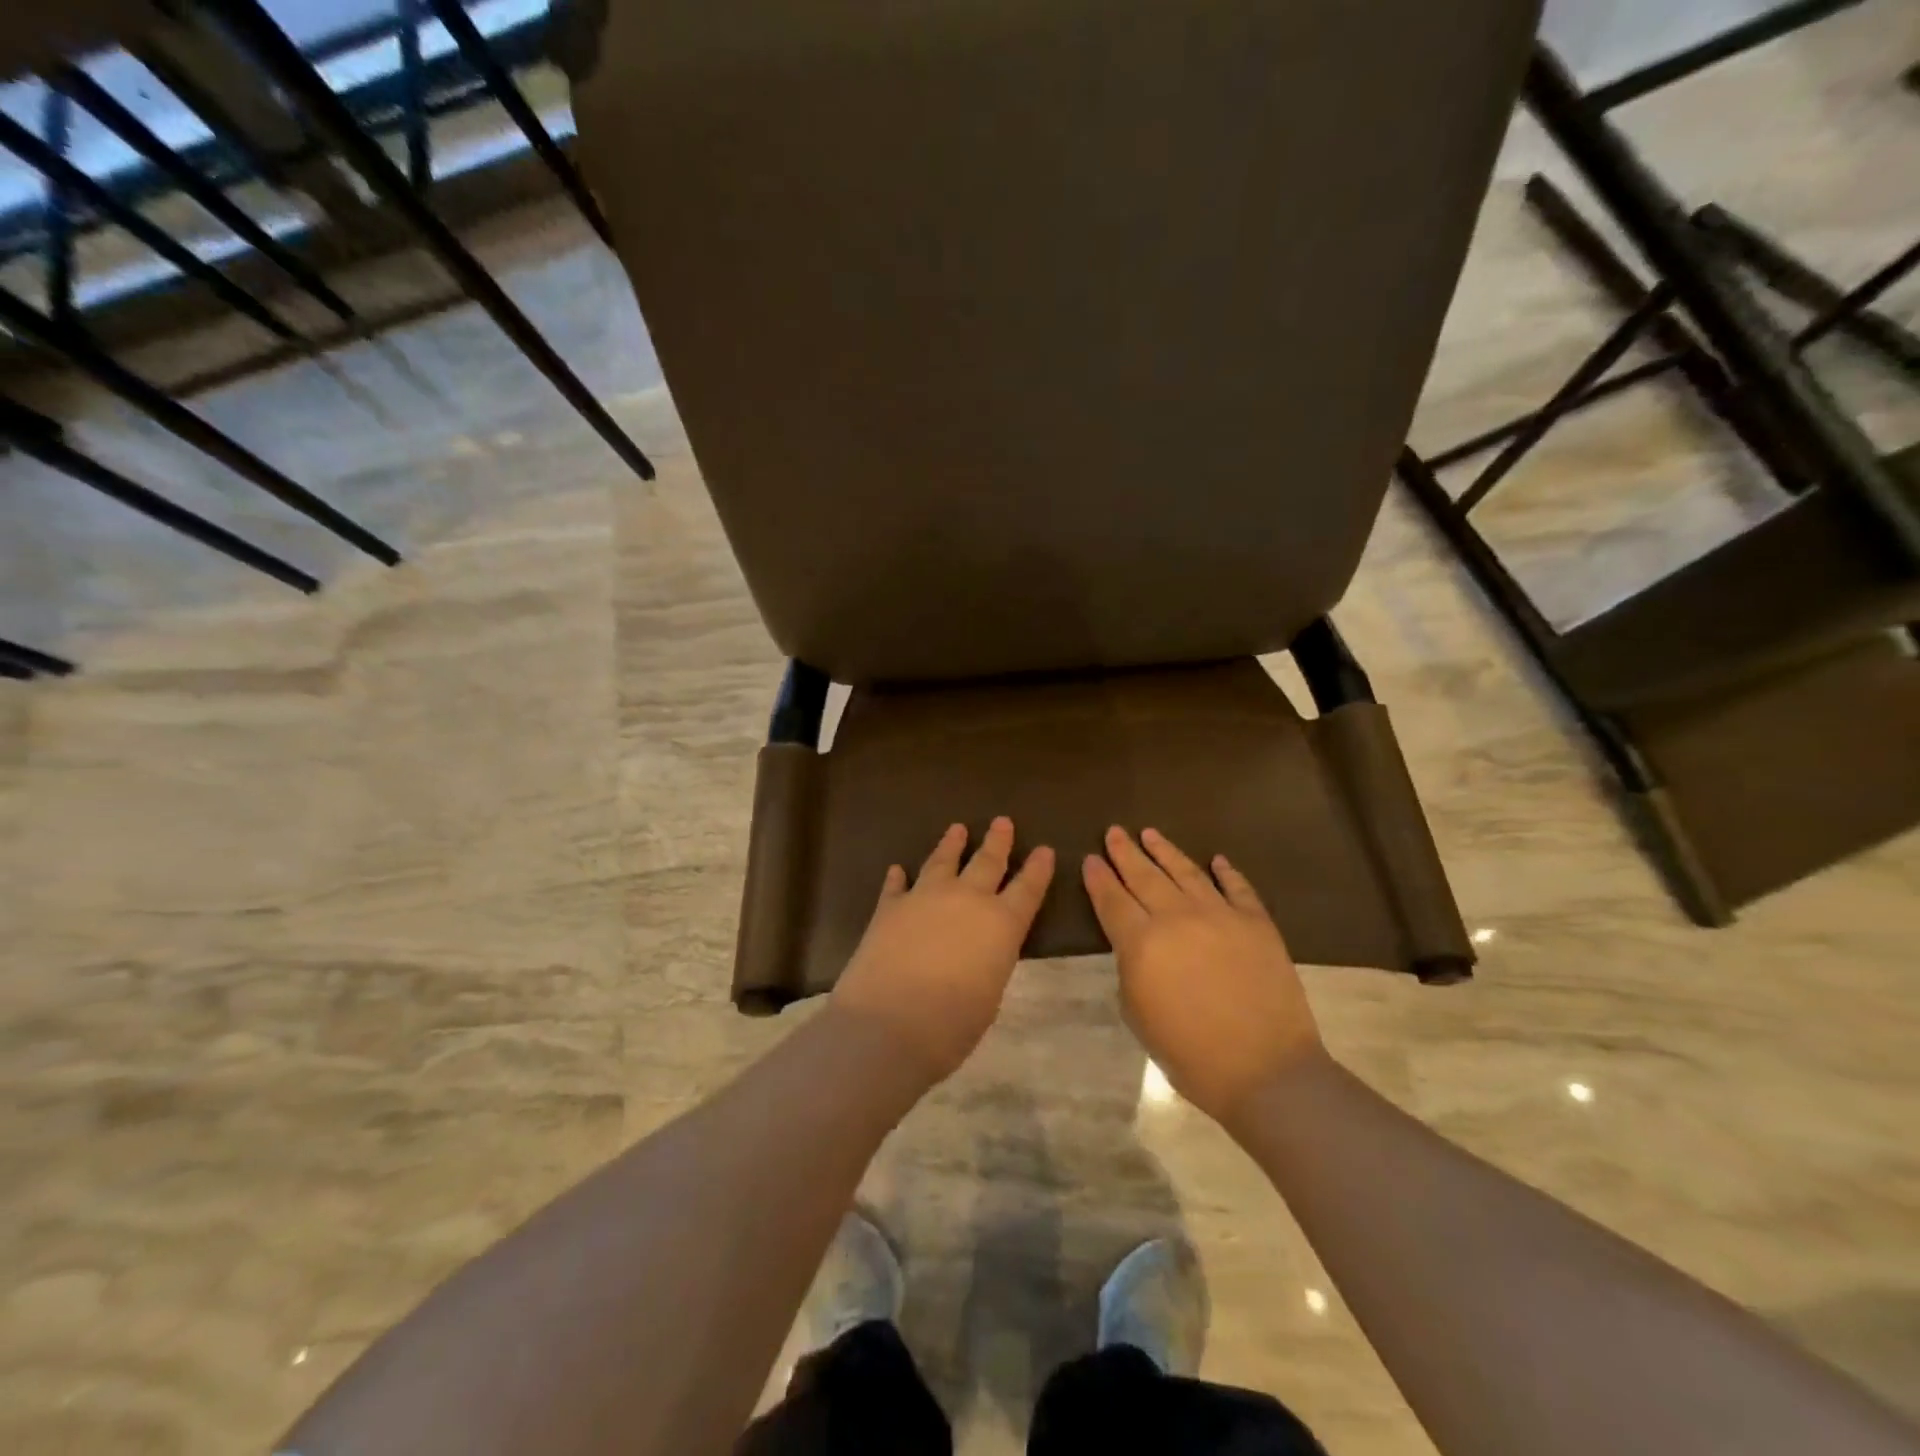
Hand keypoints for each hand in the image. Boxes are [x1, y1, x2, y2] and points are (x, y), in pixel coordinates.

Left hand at [833, 818, 1054, 1081]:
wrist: (888, 1024)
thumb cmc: (952, 1025)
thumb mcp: (989, 994)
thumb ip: (988, 960)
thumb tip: (979, 949)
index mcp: (1001, 924)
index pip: (1028, 889)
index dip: (1038, 868)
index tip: (1044, 849)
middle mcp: (966, 900)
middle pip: (987, 862)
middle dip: (998, 841)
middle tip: (1002, 821)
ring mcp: (925, 897)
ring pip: (943, 861)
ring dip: (952, 844)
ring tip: (957, 828)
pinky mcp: (889, 907)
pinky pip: (896, 885)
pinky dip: (898, 877)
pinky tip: (898, 869)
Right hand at [1084, 827, 1323, 1124]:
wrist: (1265, 1070)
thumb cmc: (1190, 1054)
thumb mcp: (1138, 1015)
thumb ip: (1131, 969)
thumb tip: (1137, 946)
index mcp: (1142, 943)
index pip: (1112, 900)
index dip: (1098, 877)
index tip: (1089, 858)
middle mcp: (1177, 917)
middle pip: (1144, 876)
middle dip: (1125, 853)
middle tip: (1114, 832)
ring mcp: (1220, 915)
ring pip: (1186, 872)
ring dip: (1165, 850)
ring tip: (1150, 833)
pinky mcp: (1256, 923)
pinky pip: (1237, 887)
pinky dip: (1226, 871)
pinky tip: (1216, 860)